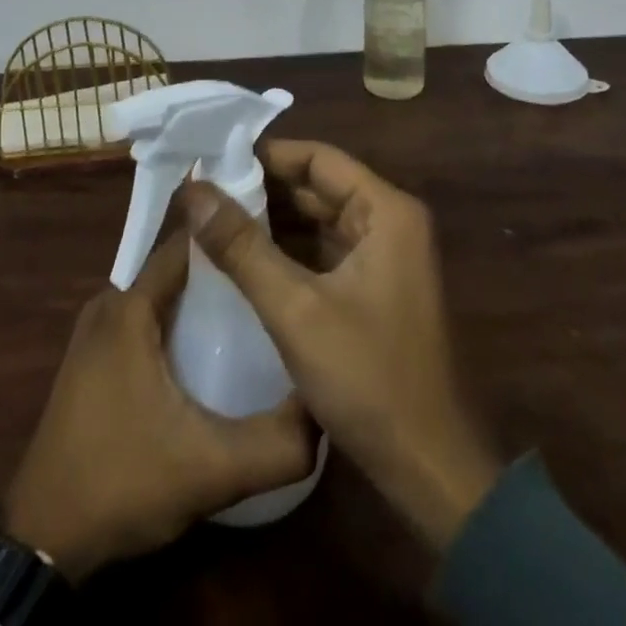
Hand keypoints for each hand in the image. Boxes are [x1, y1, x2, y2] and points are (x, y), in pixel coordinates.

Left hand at [0, 232, 316, 581]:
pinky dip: (176, 323)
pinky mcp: (92, 360)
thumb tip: (326, 411)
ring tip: (253, 313)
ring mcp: (95, 333)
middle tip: (271, 282)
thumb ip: (276, 444)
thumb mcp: (211, 470)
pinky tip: (209, 351)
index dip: (230, 238)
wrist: (43, 542)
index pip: (187, 244)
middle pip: (175, 269)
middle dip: (222, 271)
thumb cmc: (122, 483)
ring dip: (200, 300)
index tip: (274, 240)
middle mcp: (108, 305)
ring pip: (160, 296)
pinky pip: (143, 320)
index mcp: (129, 307)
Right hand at [182, 140, 500, 551]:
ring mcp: (385, 257)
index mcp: (386, 211)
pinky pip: (324, 252)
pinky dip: (286, 250)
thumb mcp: (296, 310)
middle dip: (262, 189)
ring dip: (271, 220)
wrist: (432, 470)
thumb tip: (193, 191)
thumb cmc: (369, 379)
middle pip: (317, 187)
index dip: (265, 155)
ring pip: (318, 220)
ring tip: (212, 219)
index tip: (214, 161)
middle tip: (203, 192)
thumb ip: (242, 247)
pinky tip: (243, 257)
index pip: (317, 159)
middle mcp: (390, 222)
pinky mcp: (375, 288)